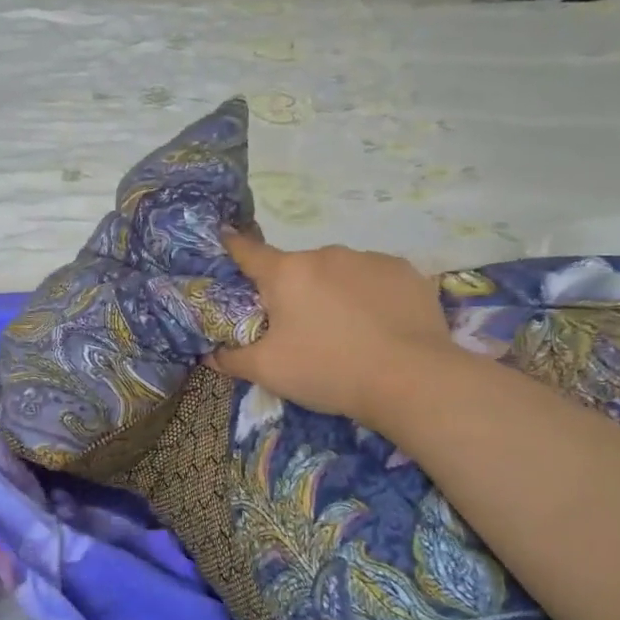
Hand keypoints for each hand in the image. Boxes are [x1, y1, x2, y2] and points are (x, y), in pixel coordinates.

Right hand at [214, 232, 455, 425]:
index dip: (233, 246)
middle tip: (300, 328)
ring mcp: (368, 259)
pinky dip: (369, 295)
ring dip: (333, 292)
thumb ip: (233, 359)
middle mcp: (325, 254)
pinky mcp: (404, 271)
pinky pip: (374, 278)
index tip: (225, 239)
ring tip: (347, 331)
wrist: (410, 380)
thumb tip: (209, 356)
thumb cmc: (327, 370)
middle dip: (293, 291)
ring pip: (337, 272)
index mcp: (286, 273)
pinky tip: (379, 326)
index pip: (248, 251)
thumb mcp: (269, 371)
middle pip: (296, 268)